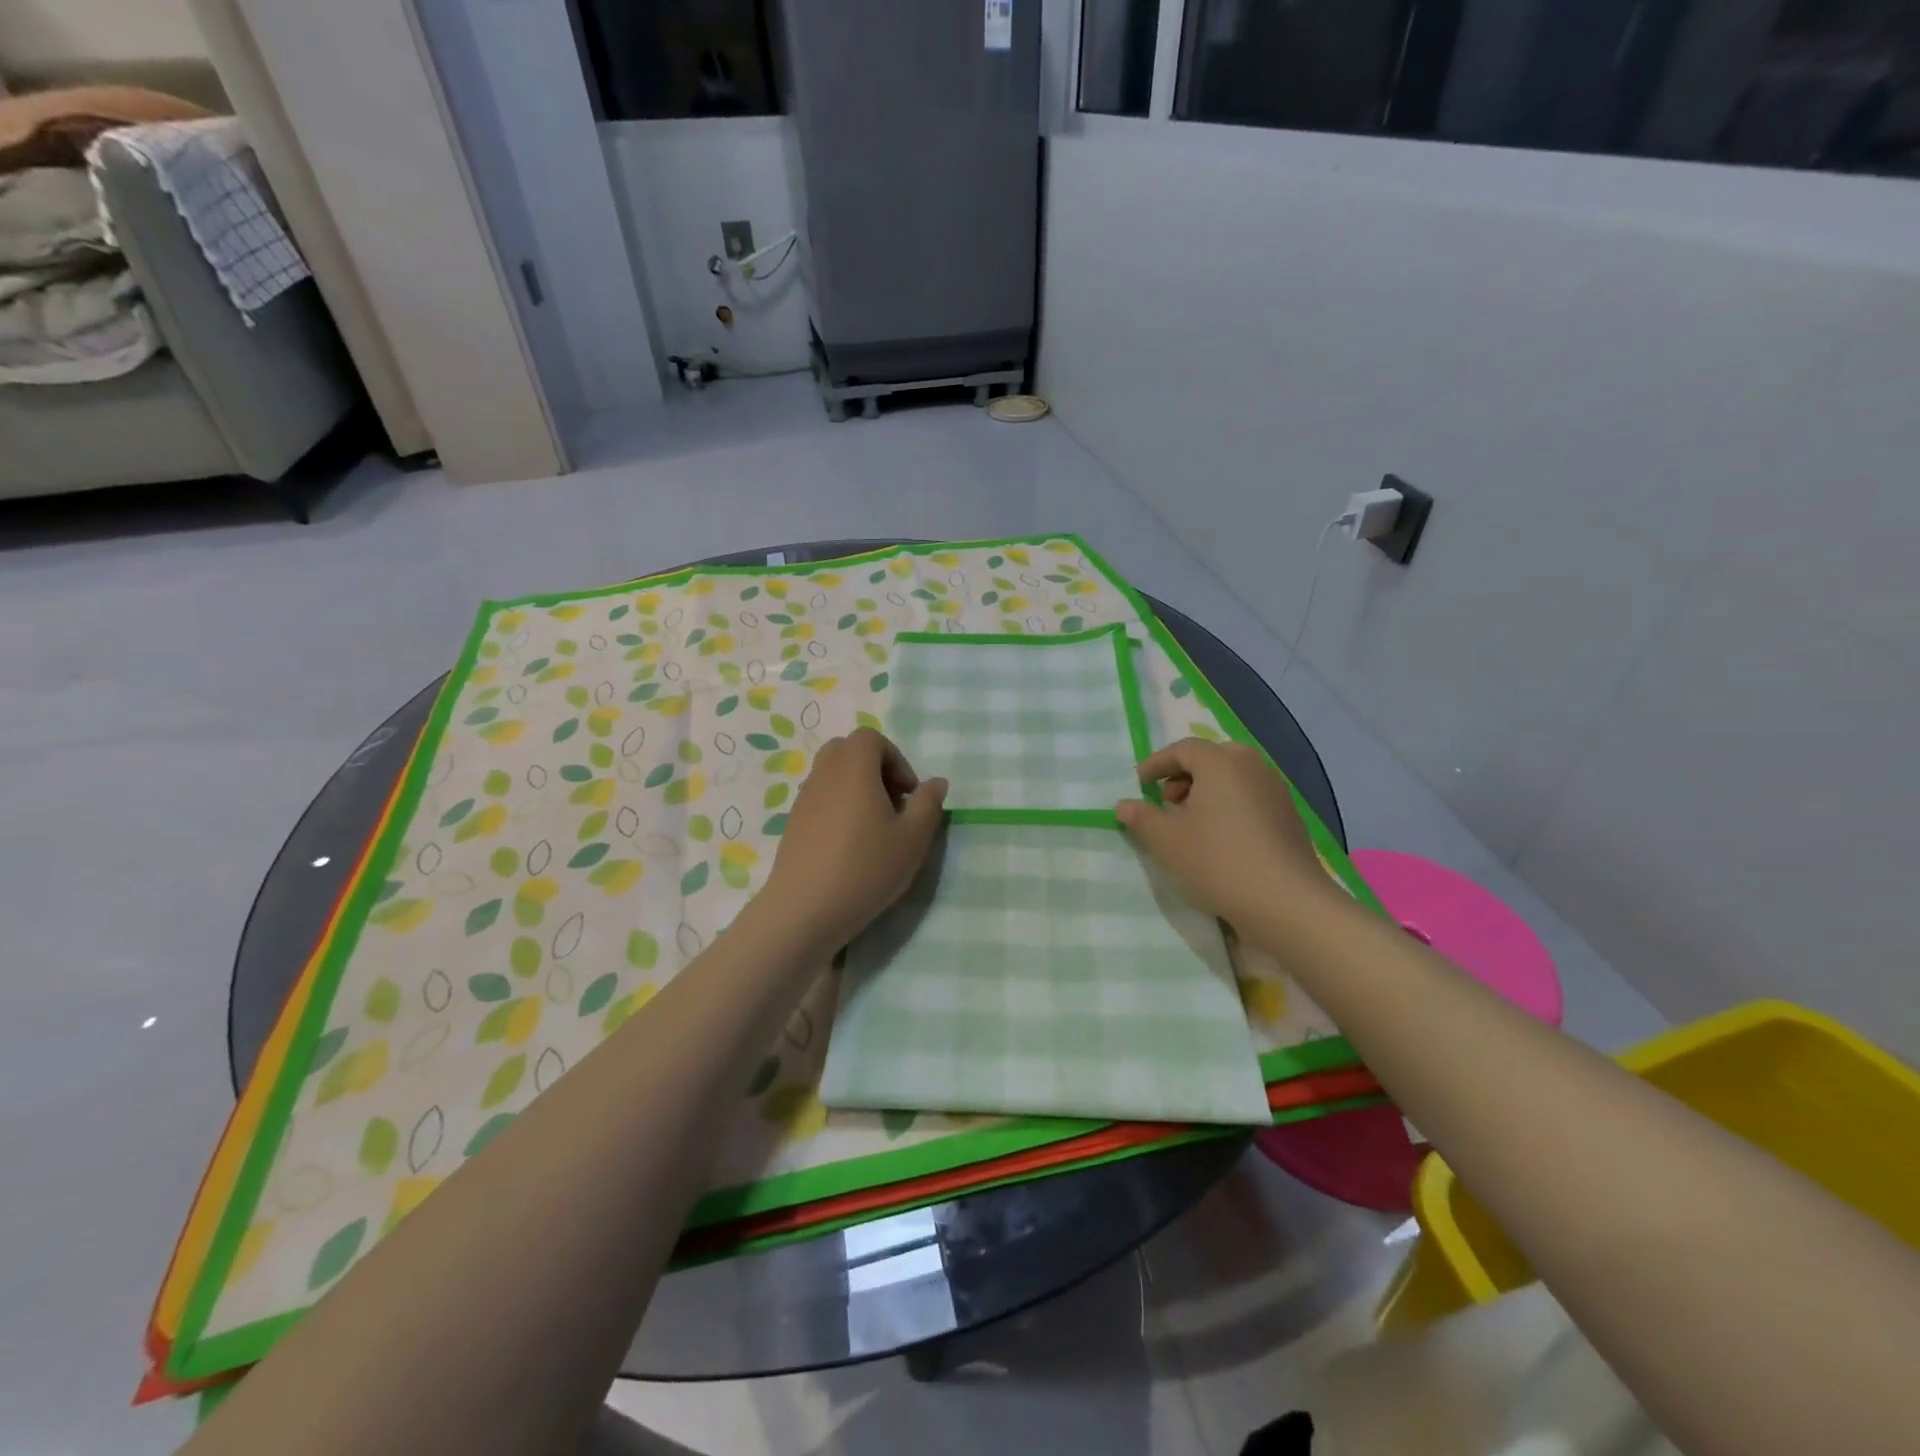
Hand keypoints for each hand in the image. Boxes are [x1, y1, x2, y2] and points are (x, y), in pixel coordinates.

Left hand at [758, 728, 947, 950]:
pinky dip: (839, 806)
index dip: (896, 759)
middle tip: (893, 804)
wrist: (804, 910)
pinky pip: (821, 797)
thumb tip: (935, 782)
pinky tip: (851, 846)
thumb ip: (928, 804)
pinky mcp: (793, 822)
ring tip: (874, 828)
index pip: (871, 738)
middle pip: (849, 750)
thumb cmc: (865, 868)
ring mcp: (804, 797)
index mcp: (854, 767)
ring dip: (857, 788)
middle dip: (875, 769)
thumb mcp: (912, 839)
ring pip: (833, 774)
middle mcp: (825, 773)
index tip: (909, 794)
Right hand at [1117, 738, 1342, 936]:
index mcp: (1221, 762)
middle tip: (1167, 801)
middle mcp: (1251, 766)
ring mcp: (1276, 790)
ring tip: (1191, 823)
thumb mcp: (1166, 841)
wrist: (1285, 901)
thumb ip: (1142, 818)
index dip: (1157, 764)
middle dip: (1184, 775)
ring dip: (1207, 791)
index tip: (1139, 783)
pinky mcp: (1289, 816)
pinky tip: (1220, 838)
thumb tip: (1124, 805)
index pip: (1183, 749)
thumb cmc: (1217, 861)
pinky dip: (1229, 805)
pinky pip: (1251, 797)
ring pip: (1233, 777)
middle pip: (1212, 758)